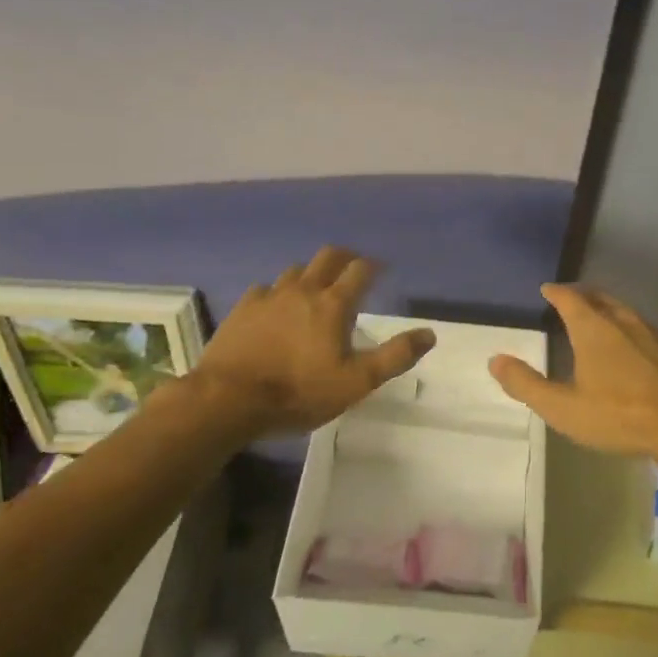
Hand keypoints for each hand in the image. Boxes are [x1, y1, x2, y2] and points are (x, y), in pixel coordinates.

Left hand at [194, 247, 434, 430]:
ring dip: (312, 274)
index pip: (361, 270)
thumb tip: (429, 334)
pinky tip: (276, 308)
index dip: (374, 266)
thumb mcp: (356, 382)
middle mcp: (303, 289)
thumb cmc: (298, 393)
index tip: (381, 270)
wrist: (228, 400)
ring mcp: (270, 296)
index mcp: (334, 304)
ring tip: (315, 289)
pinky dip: (279, 292)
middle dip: (345, 257)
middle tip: (352, 268)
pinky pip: (266, 289)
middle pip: (328, 257)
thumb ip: (394, 356)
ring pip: (296, 270)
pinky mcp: (243, 308)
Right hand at [487, 284, 657, 461]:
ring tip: (601, 318)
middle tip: (572, 297)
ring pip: (626, 312)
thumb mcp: (563, 408)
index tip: (547, 289)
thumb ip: (526, 384)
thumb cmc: (619, 416)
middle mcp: (624, 321)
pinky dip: (634, 331)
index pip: (570, 299)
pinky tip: (636, 348)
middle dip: (583, 295)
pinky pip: (648, 330)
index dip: (557, 292)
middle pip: (600, 298)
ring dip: (609, 310)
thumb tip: (495, 360)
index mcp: (593, 329)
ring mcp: (654, 333)